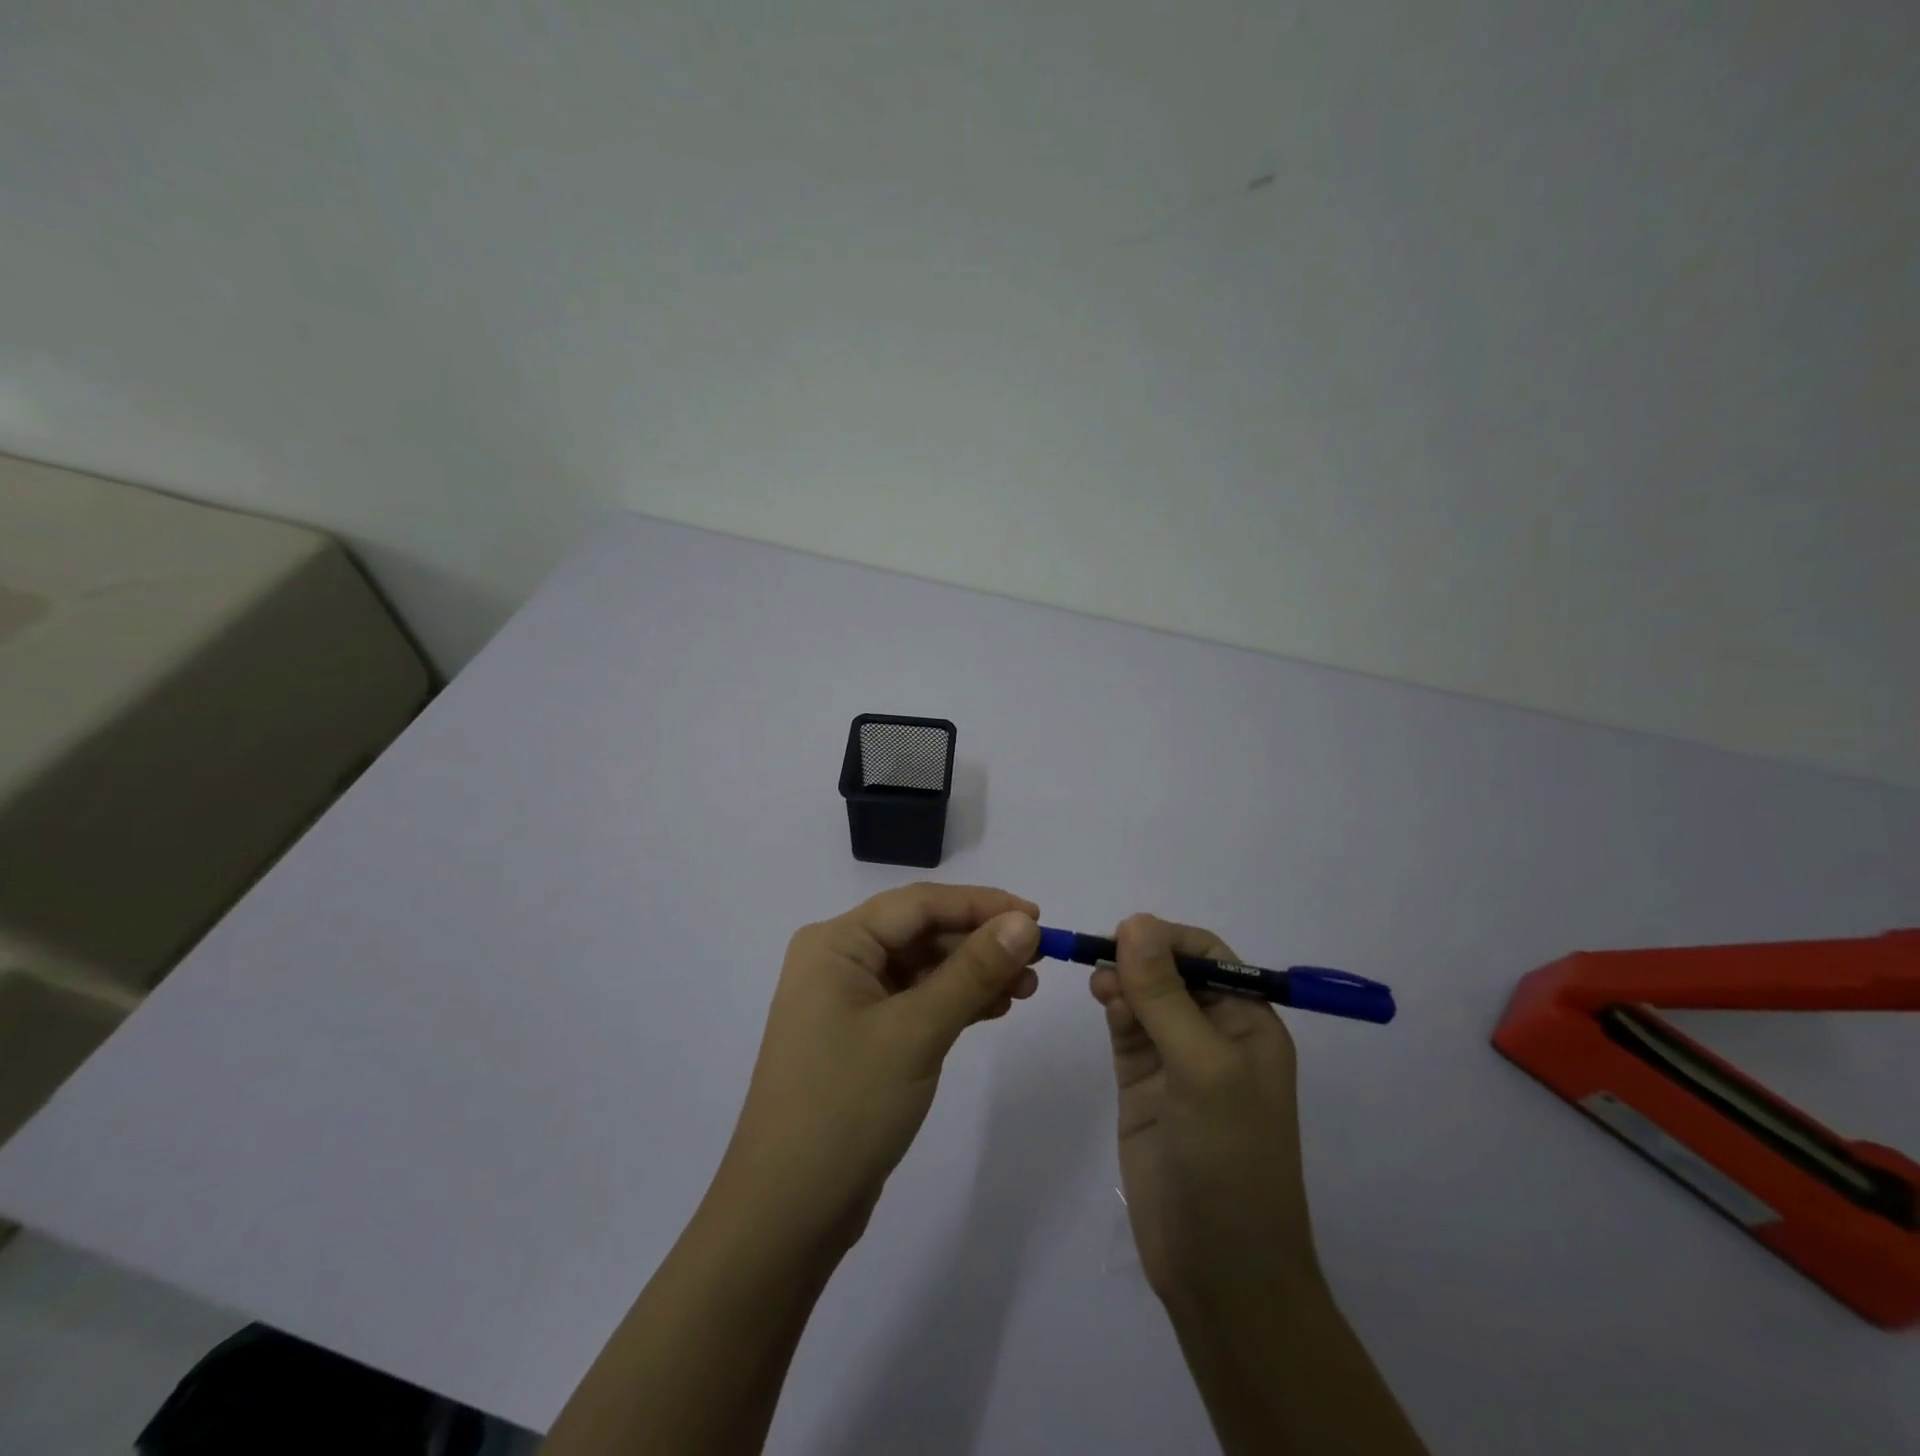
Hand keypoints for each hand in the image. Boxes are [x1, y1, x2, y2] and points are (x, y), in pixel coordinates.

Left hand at [716, 883, 1041, 1252]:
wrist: (786, 1213)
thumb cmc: (846, 1106)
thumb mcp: (917, 1031)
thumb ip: (973, 971)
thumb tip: (1025, 922)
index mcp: (836, 943)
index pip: (919, 904)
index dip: (981, 904)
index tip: (1038, 917)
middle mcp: (838, 960)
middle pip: (921, 932)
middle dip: (980, 942)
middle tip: (1039, 961)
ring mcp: (847, 1000)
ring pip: (922, 967)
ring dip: (973, 973)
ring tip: (1026, 989)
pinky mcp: (860, 1036)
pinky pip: (915, 1000)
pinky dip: (954, 1002)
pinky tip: (994, 1008)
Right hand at [1089, 914, 1317, 1313]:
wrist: (1219, 1271)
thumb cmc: (1230, 1159)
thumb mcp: (1203, 1068)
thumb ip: (1165, 994)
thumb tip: (1134, 921)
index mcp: (1249, 1023)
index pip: (1208, 955)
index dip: (1168, 938)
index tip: (1125, 934)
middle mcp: (1215, 1033)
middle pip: (1171, 971)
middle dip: (1139, 958)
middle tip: (1103, 960)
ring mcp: (1176, 1059)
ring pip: (1143, 997)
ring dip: (1122, 980)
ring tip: (1100, 986)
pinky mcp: (1143, 1083)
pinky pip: (1127, 1027)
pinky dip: (1113, 1007)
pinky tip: (1102, 1001)